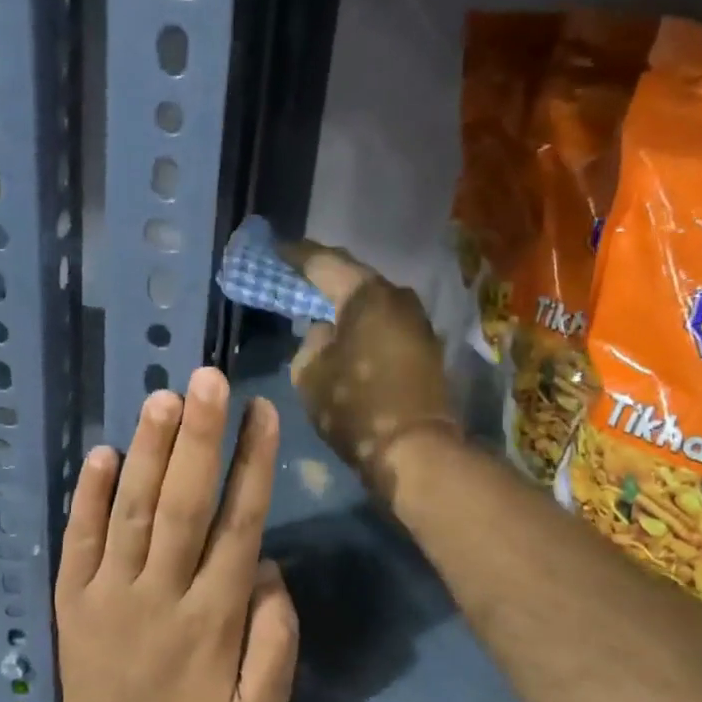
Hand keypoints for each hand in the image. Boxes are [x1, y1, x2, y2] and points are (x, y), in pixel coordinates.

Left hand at [54, 367, 298, 701]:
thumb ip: (277, 637)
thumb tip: (267, 568)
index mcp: (214, 616)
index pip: (239, 527)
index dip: (252, 467)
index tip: (262, 412)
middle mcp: (163, 591)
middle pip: (184, 507)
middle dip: (200, 441)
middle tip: (210, 379)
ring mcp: (110, 589)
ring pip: (132, 511)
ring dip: (148, 453)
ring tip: (164, 398)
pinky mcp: (72, 592)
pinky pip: (79, 537)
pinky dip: (87, 494)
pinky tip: (102, 450)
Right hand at [280, 239, 458, 497]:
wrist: (416, 451)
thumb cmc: (356, 407)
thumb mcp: (310, 374)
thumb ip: (310, 342)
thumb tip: (324, 331)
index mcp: (366, 294)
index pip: (323, 262)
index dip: (295, 256)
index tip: (275, 251)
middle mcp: (399, 297)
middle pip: (353, 278)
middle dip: (324, 278)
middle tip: (296, 278)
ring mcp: (418, 323)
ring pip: (373, 303)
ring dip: (347, 305)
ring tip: (320, 308)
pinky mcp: (426, 348)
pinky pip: (386, 325)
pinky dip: (364, 325)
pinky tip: (348, 335)